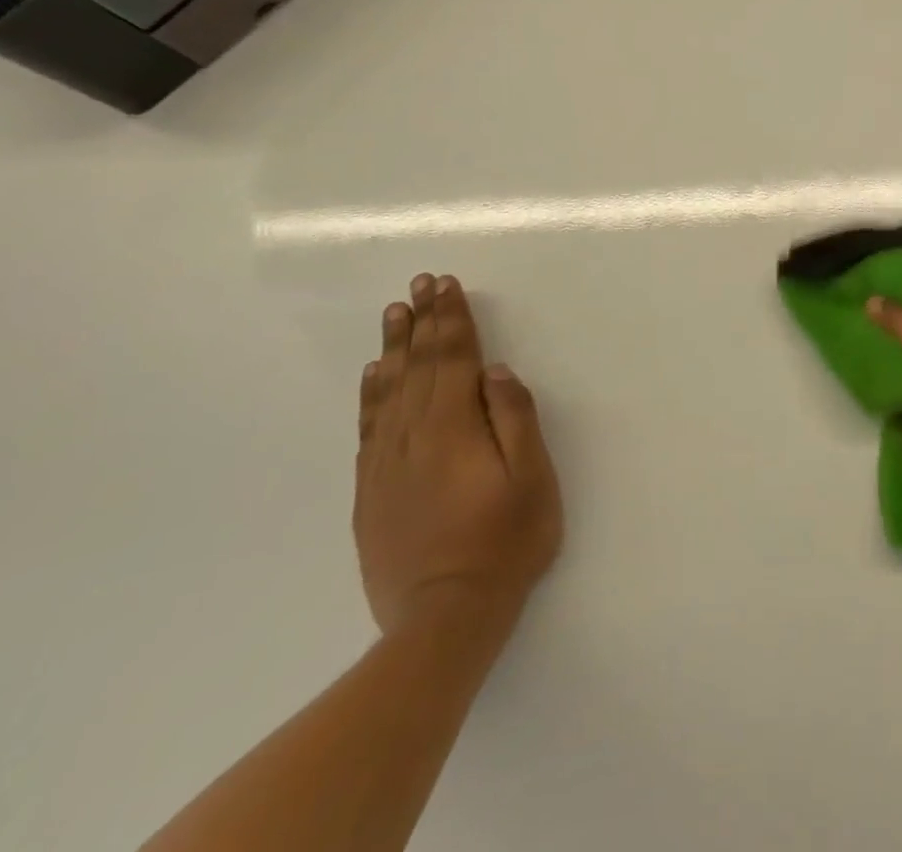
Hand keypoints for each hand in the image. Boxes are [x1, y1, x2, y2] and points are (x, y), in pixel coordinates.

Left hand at [355, 274, 562, 642]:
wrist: (443, 619)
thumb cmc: (504, 543)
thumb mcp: (532, 480)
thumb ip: (515, 419)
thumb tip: (495, 370)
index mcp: (455, 428)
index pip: (454, 358)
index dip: (451, 319)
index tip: (446, 284)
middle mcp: (414, 436)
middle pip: (419, 366)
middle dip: (423, 320)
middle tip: (420, 282)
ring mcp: (387, 463)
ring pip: (390, 389)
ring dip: (395, 347)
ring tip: (394, 312)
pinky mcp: (372, 490)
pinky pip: (369, 426)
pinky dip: (371, 392)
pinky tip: (374, 374)